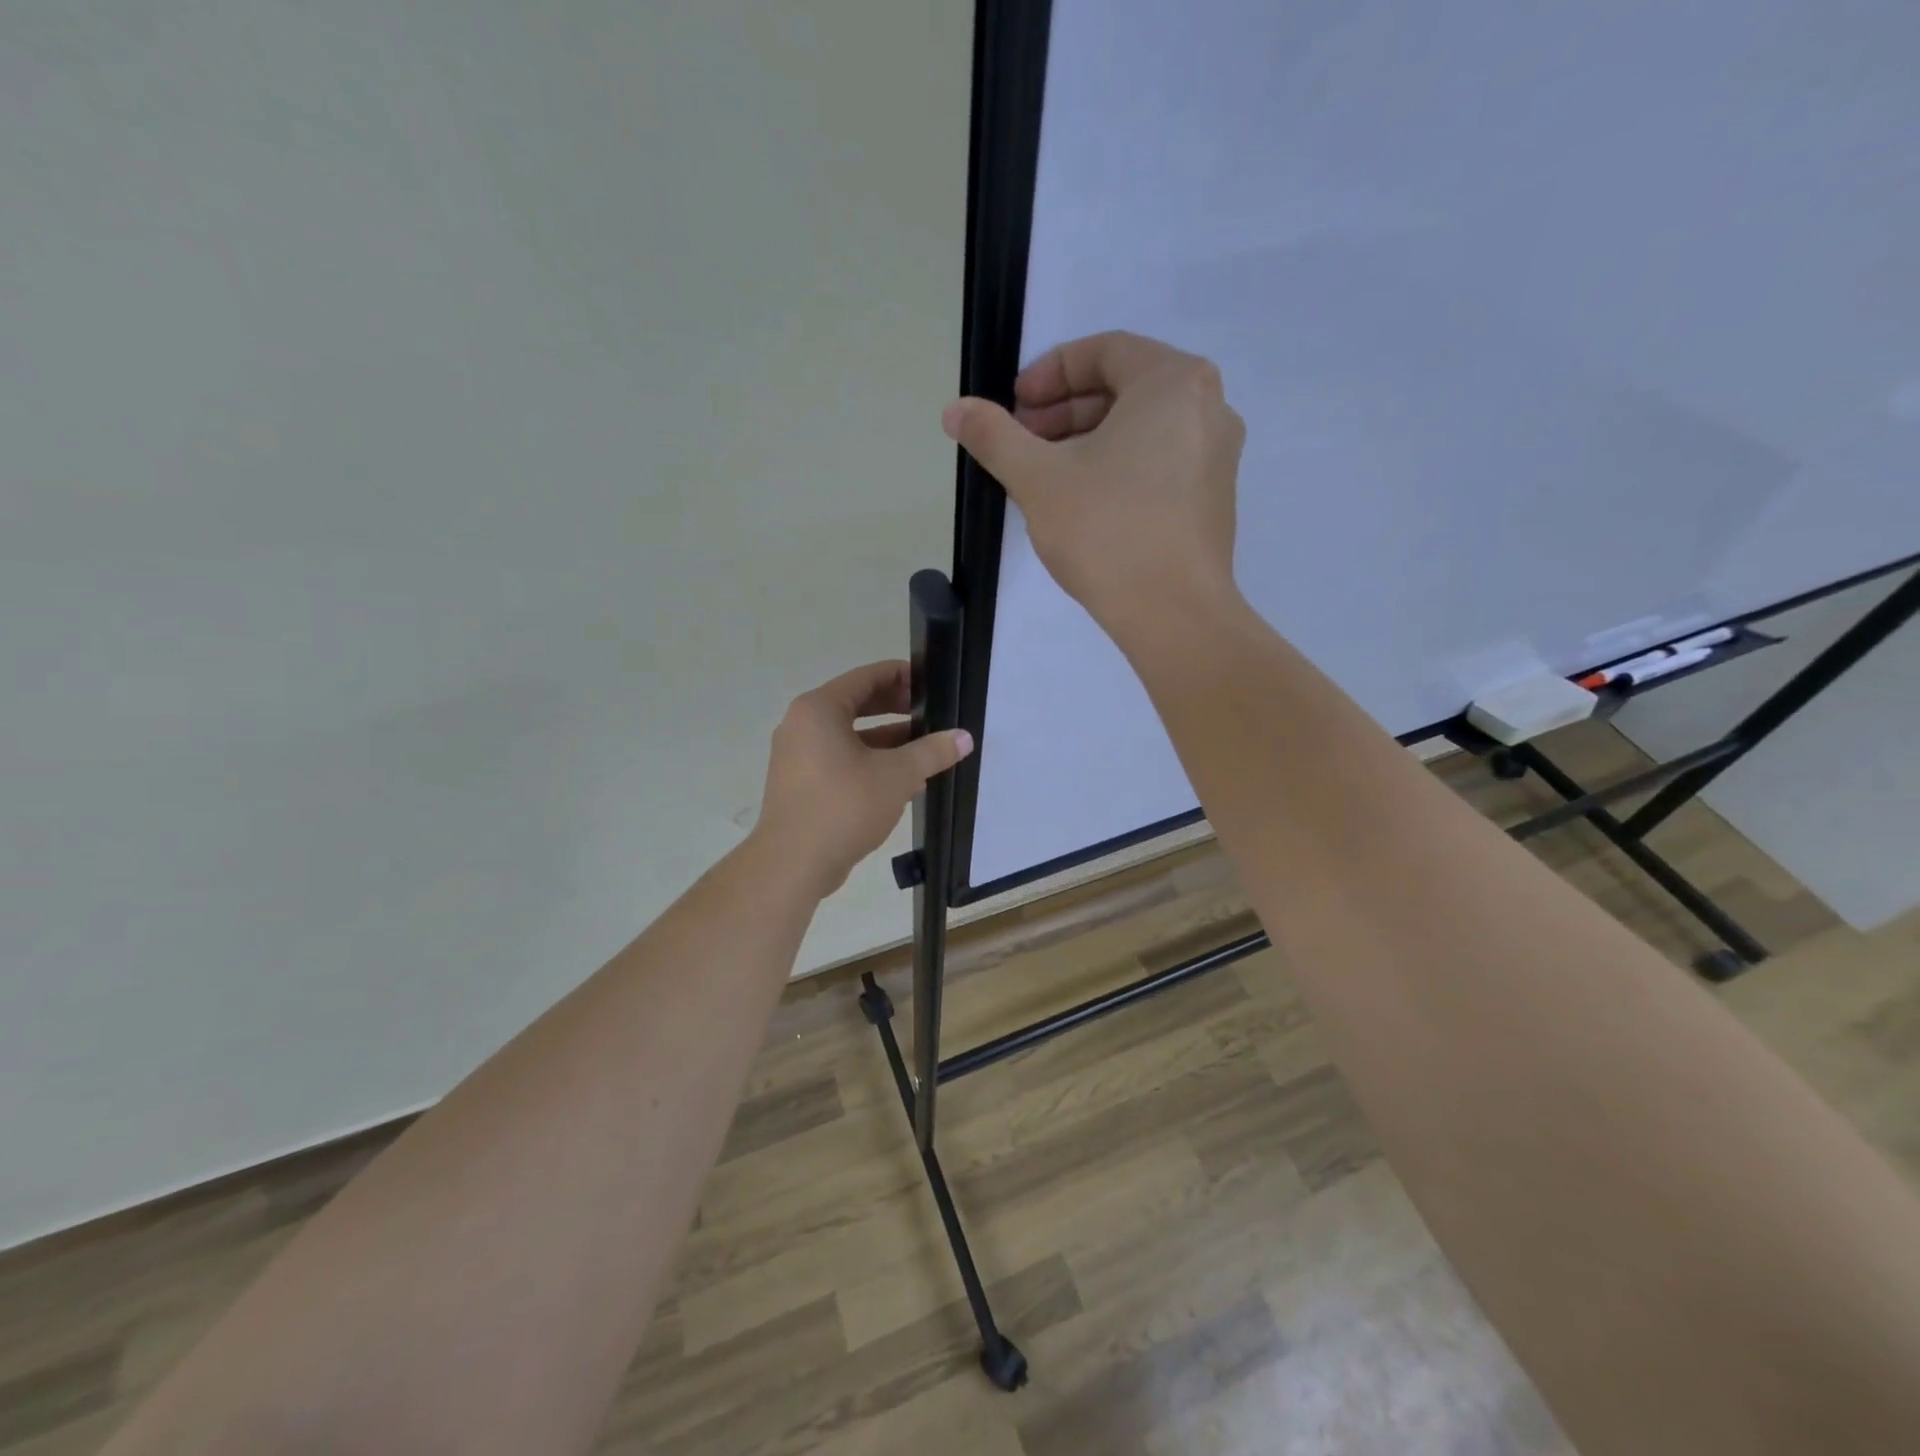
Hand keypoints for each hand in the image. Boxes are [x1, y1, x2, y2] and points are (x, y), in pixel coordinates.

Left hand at [754, 660, 973, 897]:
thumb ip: (932, 752)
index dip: (900, 676)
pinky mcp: (798, 783)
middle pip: (855, 704)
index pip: (865, 677)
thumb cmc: (844, 806)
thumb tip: (963, 737)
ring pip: (848, 736)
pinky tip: (898, 778)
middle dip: (895, 708)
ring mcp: (796, 756)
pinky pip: (838, 759)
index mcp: (819, 709)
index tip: (930, 682)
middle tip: (930, 713)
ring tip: (922, 747)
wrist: (792, 864)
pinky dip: (866, 760)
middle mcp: (801, 725)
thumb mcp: (897, 776)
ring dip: (885, 739)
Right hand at [941, 330, 1245, 653]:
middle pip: (1125, 389)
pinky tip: (1085, 504)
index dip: (1049, 372)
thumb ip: (994, 435)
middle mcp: (1208, 406)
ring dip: (1088, 441)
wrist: (1173, 613)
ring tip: (1046, 475)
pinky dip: (1119, 467)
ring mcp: (1218, 455)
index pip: (1104, 351)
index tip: (1014, 405)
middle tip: (1023, 441)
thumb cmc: (1107, 531)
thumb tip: (955, 409)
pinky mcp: (1214, 499)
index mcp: (1173, 382)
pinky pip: (1160, 462)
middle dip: (1065, 411)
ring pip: (1143, 429)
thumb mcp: (1038, 478)